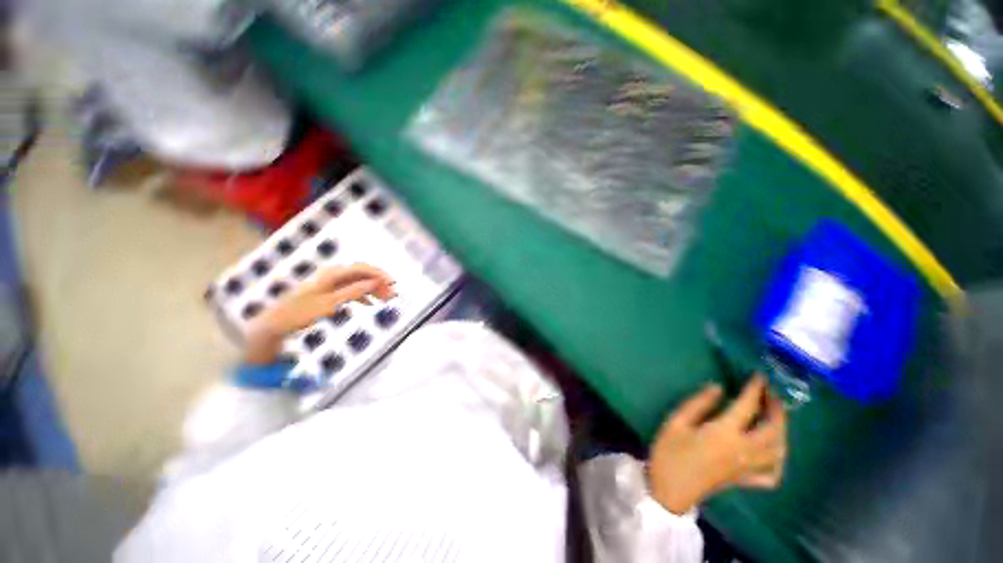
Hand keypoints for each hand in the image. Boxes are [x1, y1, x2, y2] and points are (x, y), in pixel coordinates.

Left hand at [243, 264, 395, 363]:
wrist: (276, 322)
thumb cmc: (301, 312)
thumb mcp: (330, 303)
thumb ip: (353, 292)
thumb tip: (374, 283)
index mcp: (332, 274)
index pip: (362, 268)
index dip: (380, 274)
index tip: (394, 283)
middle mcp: (333, 274)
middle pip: (362, 274)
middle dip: (379, 283)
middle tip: (393, 296)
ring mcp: (331, 283)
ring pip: (358, 282)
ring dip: (373, 290)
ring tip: (386, 300)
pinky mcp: (329, 291)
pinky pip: (351, 289)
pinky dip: (362, 295)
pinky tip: (370, 303)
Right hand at [647, 374, 786, 514]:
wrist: (670, 489)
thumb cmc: (669, 452)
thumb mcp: (676, 422)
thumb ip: (698, 403)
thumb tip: (718, 387)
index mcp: (724, 433)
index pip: (747, 406)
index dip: (755, 388)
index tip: (758, 375)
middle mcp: (744, 450)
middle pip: (773, 428)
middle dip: (776, 408)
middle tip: (770, 393)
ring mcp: (748, 468)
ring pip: (778, 449)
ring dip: (782, 430)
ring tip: (775, 415)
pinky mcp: (745, 480)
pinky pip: (772, 473)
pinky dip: (778, 460)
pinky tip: (772, 451)